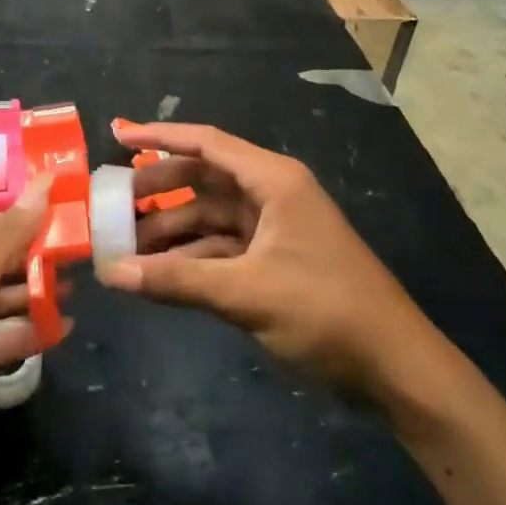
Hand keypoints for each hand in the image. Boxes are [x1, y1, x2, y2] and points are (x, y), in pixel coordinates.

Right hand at [102, 123, 458, 407]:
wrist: (394, 367)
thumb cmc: (325, 311)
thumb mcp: (246, 293)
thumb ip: (177, 281)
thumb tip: (111, 273)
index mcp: (273, 182)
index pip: (207, 144)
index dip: (161, 137)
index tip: (119, 138)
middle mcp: (272, 195)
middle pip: (203, 180)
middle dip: (159, 191)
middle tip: (112, 205)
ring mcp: (274, 230)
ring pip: (209, 218)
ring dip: (171, 231)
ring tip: (124, 247)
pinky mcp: (274, 262)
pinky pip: (221, 249)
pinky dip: (191, 259)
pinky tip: (157, 276)